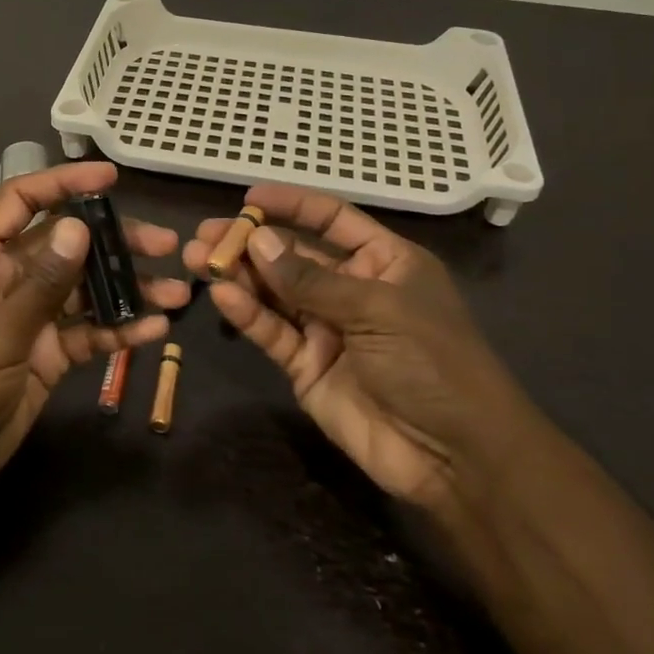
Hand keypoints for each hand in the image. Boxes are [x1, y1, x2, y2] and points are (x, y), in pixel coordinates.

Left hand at [0, 161, 189, 510]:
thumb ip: (43, 282)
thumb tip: (79, 226)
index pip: (20, 201)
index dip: (63, 182)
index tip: (111, 177)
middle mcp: (3, 280)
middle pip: (63, 245)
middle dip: (113, 243)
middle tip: (165, 244)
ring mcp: (25, 319)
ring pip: (81, 290)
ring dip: (126, 289)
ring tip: (177, 292)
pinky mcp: (43, 355)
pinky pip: (84, 333)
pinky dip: (117, 330)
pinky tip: (154, 330)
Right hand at [184, 185, 529, 509]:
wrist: (455, 456)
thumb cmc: (433, 363)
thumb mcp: (377, 309)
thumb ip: (311, 280)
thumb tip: (257, 240)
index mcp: (384, 262)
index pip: (332, 220)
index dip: (293, 205)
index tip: (249, 198)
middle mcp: (352, 289)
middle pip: (293, 256)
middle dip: (250, 243)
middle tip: (205, 234)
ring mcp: (327, 329)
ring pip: (275, 293)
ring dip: (238, 275)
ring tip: (197, 258)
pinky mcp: (306, 366)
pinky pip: (272, 332)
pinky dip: (246, 314)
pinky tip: (222, 294)